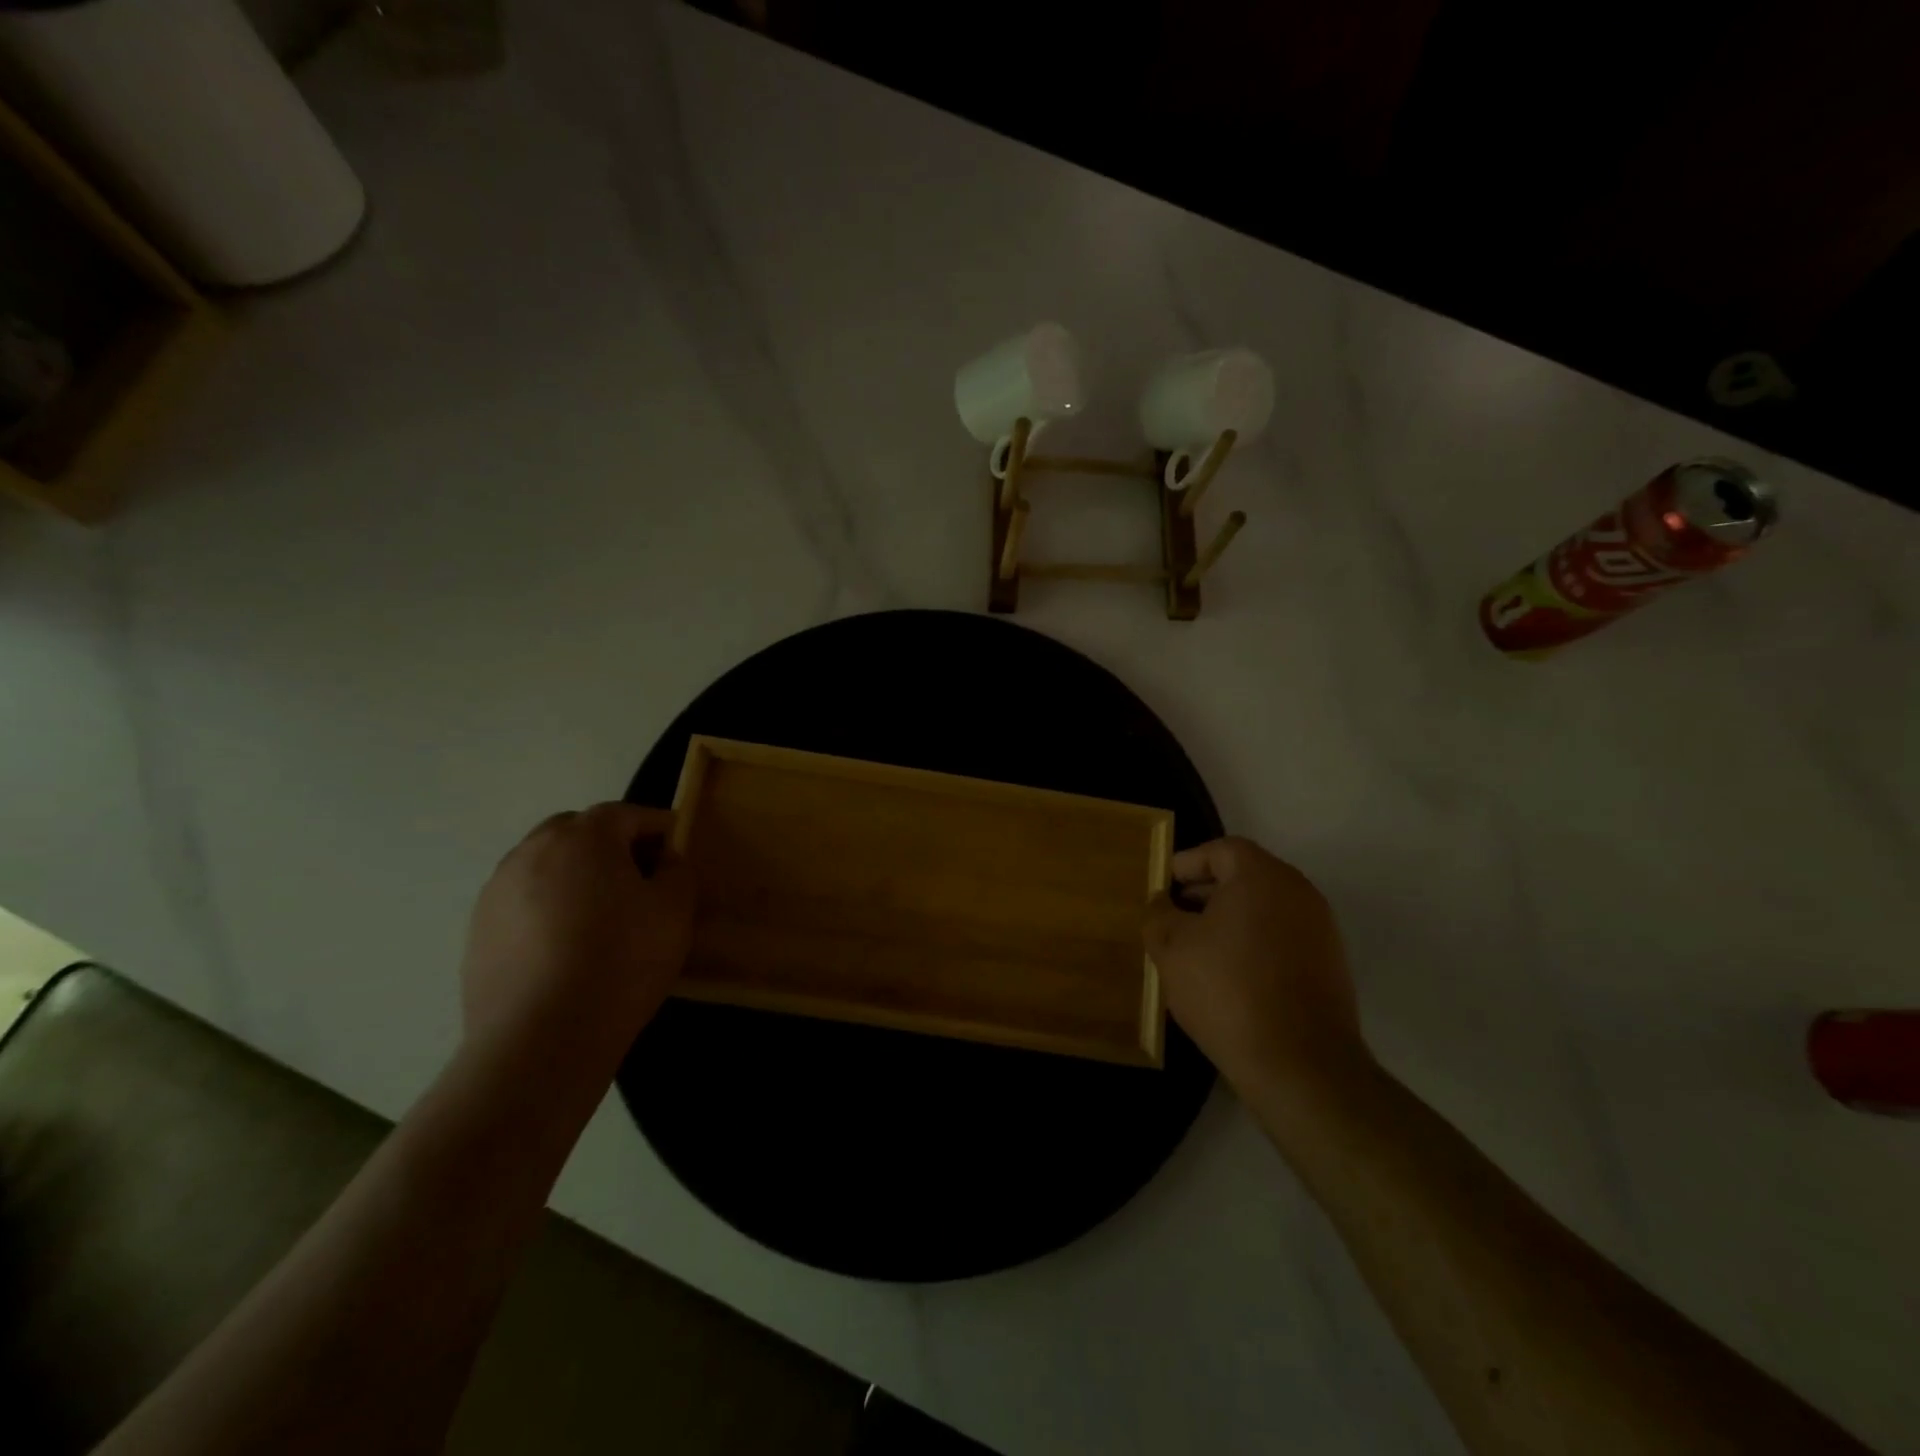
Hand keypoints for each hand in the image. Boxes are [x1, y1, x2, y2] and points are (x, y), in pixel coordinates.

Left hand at [460, 803, 693, 1056]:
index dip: (657, 826)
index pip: (627, 813)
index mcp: (584, 837)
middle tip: (637, 877)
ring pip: (544, 865)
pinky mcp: (477, 931)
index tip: (676, 848)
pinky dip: (546, 908)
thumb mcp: (675, 909)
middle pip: (577, 831)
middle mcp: (532, 851)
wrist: (541, 1037)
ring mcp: (497, 891)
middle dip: (610, 844)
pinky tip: (565, 946)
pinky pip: (522, 902)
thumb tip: (663, 859)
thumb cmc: (621, 960)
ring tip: (598, 914)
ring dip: (574, 875)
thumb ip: (676, 869)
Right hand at [1145, 836, 1366, 1099]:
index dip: (1188, 863)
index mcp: (1262, 877)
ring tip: (1196, 950)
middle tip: (1173, 916)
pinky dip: (1253, 945)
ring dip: (1229, 921)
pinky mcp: (1329, 966)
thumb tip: (1162, 904)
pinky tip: (1228, 977)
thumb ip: (1159, 915)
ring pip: (1264, 910)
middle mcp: (1299, 893)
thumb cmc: (1227, 990)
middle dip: (1206, 893)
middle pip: (1246, 877)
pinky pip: (1281, 939)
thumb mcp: (1172, 948)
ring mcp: (1320, 931)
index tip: (1164, 886)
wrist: (1300, 1064)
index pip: (1222, 850)